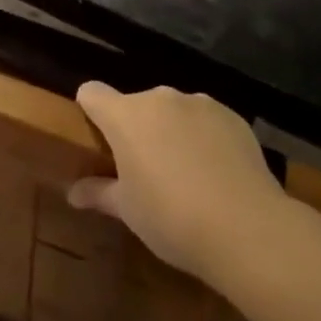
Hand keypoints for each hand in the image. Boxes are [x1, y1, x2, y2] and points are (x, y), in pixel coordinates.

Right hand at [68, 82, 289, 282]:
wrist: (247, 228)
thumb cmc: (172, 219)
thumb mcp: (129, 211)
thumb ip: (99, 194)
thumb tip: (73, 194)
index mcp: (125, 115)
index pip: (92, 93)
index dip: (90, 110)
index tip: (97, 138)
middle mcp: (159, 98)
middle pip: (136, 104)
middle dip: (137, 130)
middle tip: (145, 170)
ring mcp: (199, 103)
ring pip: (173, 111)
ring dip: (171, 131)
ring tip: (187, 174)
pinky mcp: (232, 116)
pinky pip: (206, 120)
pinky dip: (204, 137)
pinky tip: (217, 173)